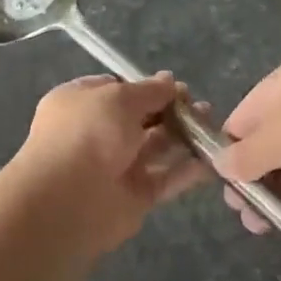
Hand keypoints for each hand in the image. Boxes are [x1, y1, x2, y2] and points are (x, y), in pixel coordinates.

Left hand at [7, 73, 204, 251]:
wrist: (69, 200)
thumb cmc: (88, 133)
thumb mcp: (119, 98)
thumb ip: (149, 90)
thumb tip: (169, 80)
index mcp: (80, 103)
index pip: (116, 89)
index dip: (146, 87)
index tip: (175, 87)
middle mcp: (96, 133)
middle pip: (140, 118)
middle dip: (170, 111)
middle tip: (200, 106)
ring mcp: (115, 166)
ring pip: (155, 147)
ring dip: (183, 136)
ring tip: (211, 126)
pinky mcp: (134, 196)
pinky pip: (165, 178)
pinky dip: (187, 169)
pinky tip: (212, 158)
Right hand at [213, 57, 280, 233]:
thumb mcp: (274, 141)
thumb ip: (242, 155)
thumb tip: (220, 165)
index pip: (244, 115)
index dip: (230, 149)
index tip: (224, 185)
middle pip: (270, 143)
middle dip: (254, 179)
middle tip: (245, 213)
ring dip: (280, 198)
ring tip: (267, 228)